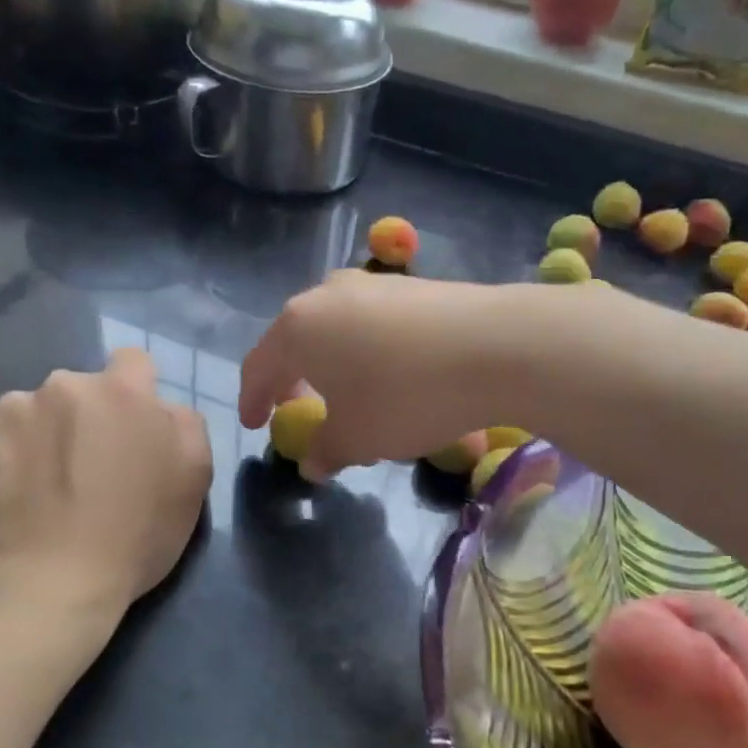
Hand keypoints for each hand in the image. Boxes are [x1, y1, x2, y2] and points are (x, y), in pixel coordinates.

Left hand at [0, 349, 211, 654]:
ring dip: (44, 433)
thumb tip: (162, 409)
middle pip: (82, 389)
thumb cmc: (132, 538)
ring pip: (36, 409)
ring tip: (44, 487)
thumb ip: (186, 426)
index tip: (132, 433)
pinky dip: (4, 454)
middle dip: (88, 417)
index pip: (133, 362)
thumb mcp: (193, 482)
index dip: (137, 394)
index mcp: (121, 391)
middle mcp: (63, 385)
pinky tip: (11, 494)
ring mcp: (9, 409)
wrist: (43, 589)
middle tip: (89, 469)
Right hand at [239, 271, 523, 479]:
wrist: (495, 346)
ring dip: (331, 364)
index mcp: (298, 328)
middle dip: (292, 378)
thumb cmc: (404, 396)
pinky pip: (371, 323)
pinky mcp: (412, 287)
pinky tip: (389, 376)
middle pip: (295, 340)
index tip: (254, 425)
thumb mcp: (357, 437)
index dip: (252, 399)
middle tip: (295, 408)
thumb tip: (312, 463)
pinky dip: (366, 351)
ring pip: (335, 328)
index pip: (259, 366)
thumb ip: (325, 449)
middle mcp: (327, 294)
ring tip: (345, 395)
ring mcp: (373, 284)